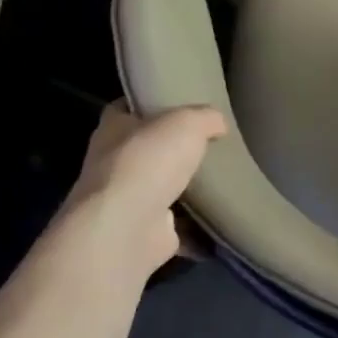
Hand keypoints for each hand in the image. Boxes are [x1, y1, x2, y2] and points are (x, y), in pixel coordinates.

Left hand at [51, 104, 226, 279]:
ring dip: (186, 188)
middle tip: (212, 143)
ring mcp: (126, 202)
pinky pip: (178, 225)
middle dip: (174, 149)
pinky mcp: (144, 233)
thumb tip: (217, 124)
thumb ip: (205, 117)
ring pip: (162, 188)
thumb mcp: (187, 122)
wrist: (127, 229)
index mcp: (114, 129)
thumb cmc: (148, 162)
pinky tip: (222, 216)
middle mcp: (112, 165)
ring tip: (224, 179)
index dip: (151, 104)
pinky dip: (198, 225)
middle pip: (147, 150)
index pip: (126, 108)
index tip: (180, 105)